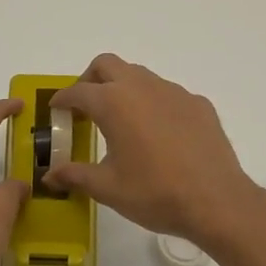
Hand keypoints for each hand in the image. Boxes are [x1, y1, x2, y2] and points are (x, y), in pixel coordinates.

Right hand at [44, 55, 263, 248]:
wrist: (216, 201)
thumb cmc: (154, 193)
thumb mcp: (108, 188)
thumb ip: (75, 176)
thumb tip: (49, 177)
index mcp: (114, 103)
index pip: (78, 91)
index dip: (63, 99)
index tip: (56, 109)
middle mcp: (142, 87)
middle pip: (107, 65)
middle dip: (90, 79)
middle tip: (85, 107)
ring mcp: (174, 92)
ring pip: (140, 75)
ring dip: (123, 88)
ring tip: (121, 120)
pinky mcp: (199, 104)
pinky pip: (168, 94)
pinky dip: (153, 104)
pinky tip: (158, 134)